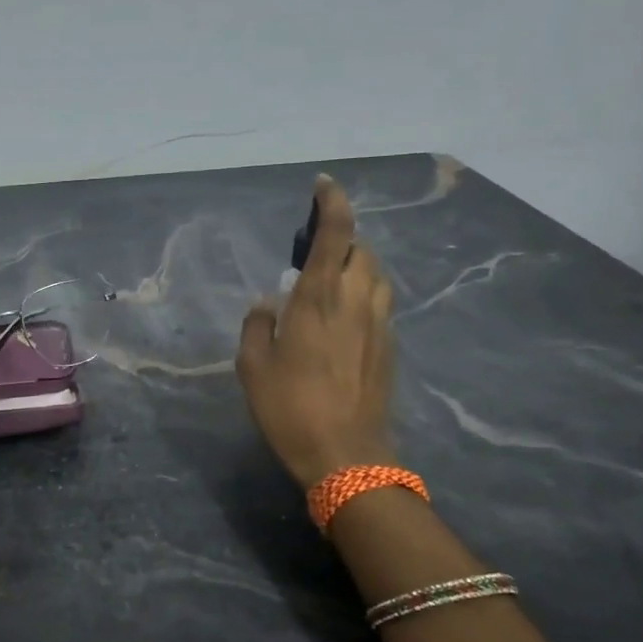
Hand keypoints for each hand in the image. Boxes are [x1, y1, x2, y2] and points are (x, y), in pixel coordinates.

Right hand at [237, 174, 398, 488]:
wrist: (346, 456)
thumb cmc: (290, 408)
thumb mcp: (253, 367)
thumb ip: (257, 325)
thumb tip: (267, 303)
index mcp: (319, 299)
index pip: (335, 235)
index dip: (333, 203)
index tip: (324, 185)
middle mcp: (357, 302)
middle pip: (362, 251)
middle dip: (343, 241)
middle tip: (316, 252)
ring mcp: (380, 326)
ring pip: (378, 277)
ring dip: (358, 267)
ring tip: (332, 283)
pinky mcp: (389, 349)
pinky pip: (381, 306)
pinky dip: (364, 297)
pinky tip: (344, 321)